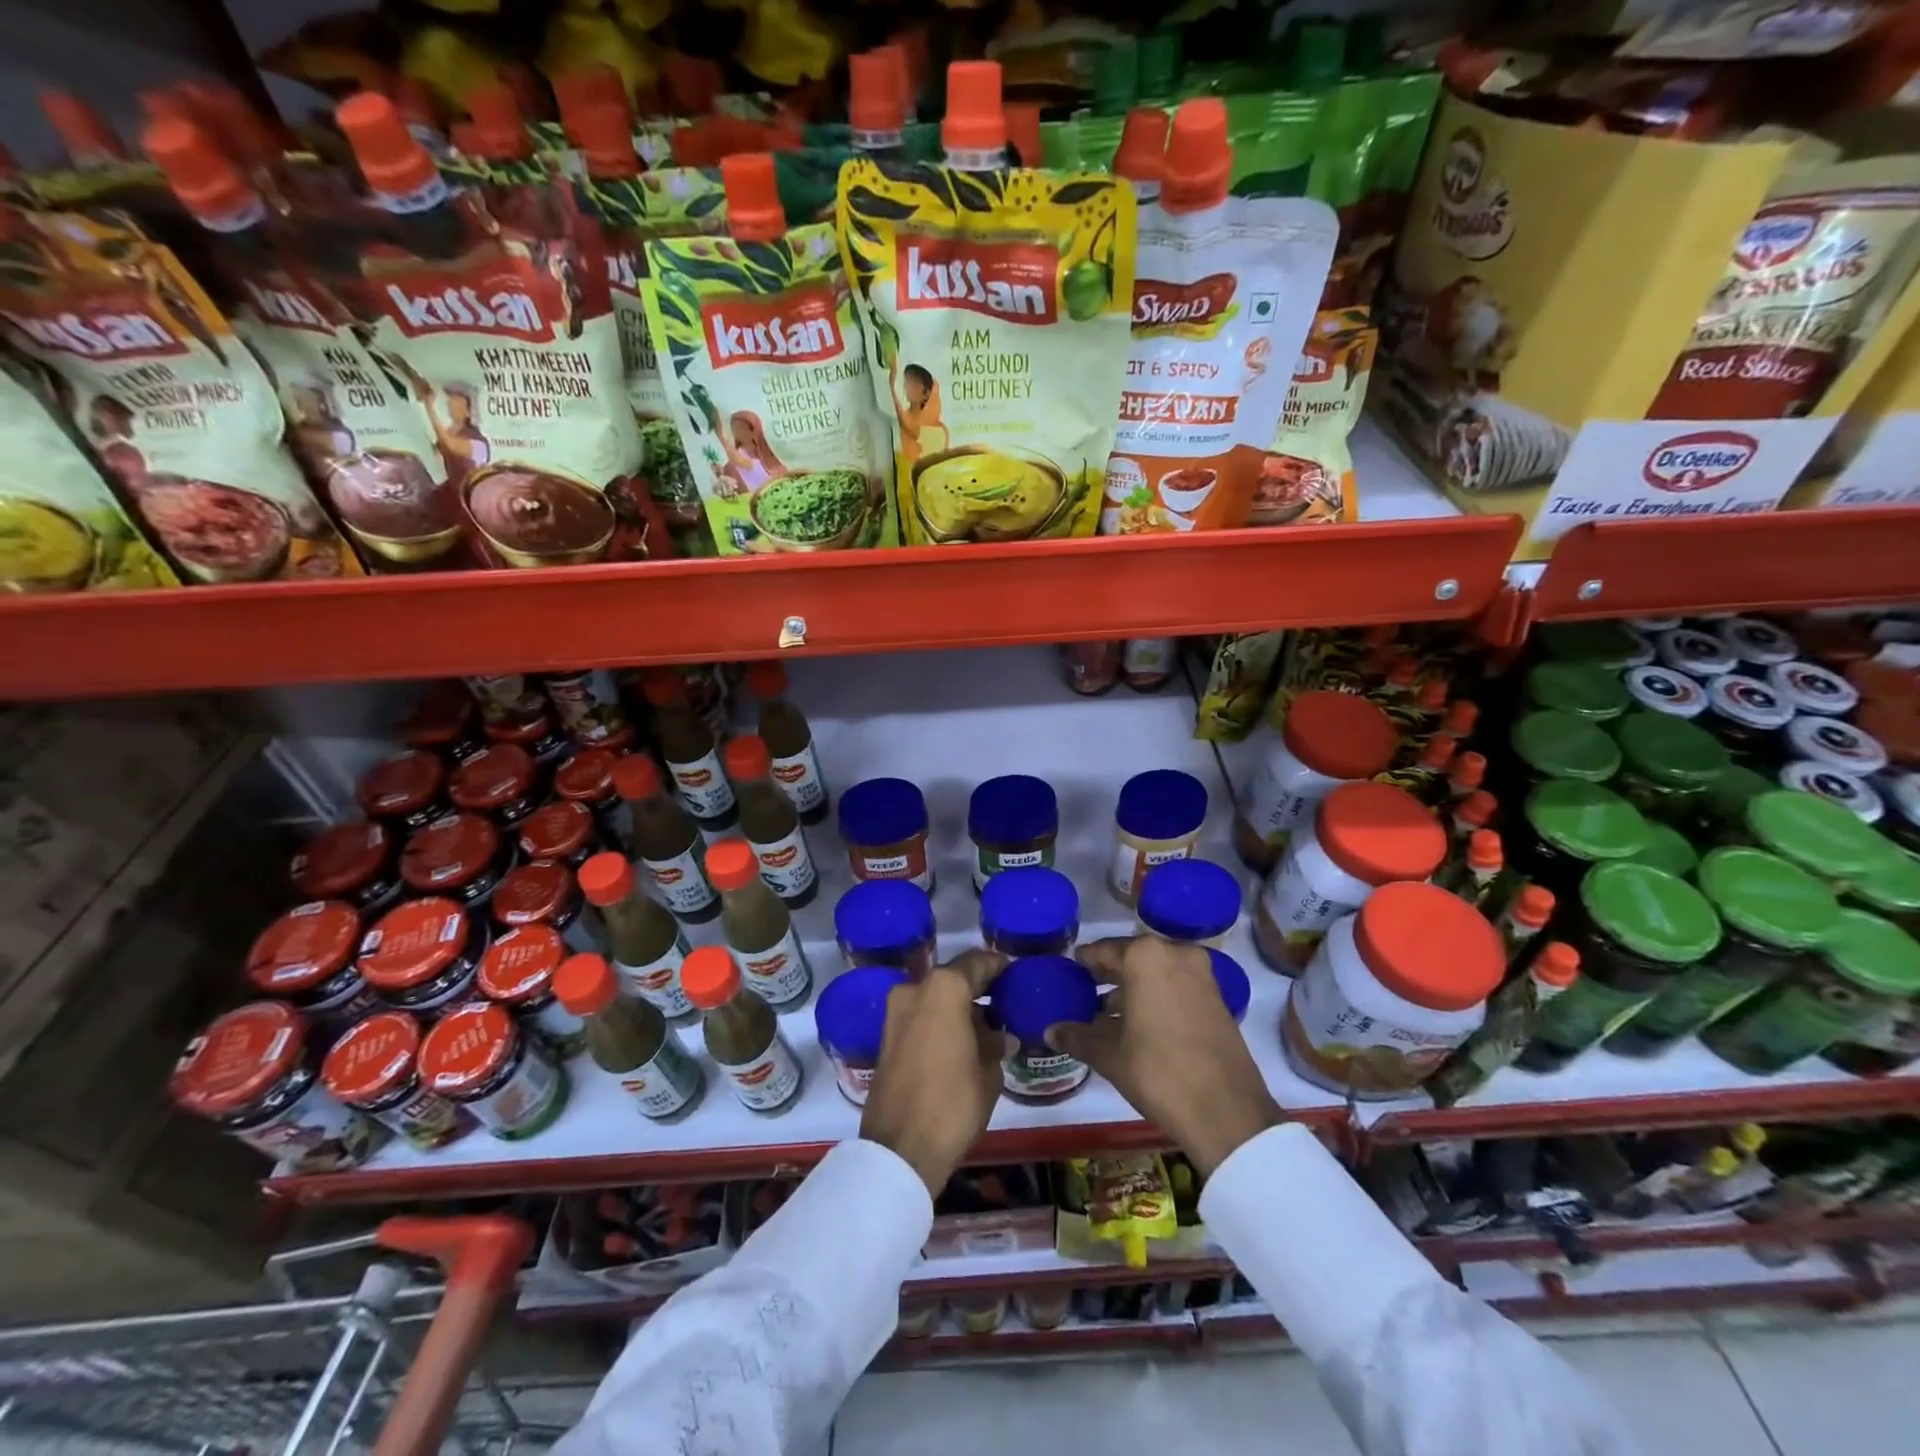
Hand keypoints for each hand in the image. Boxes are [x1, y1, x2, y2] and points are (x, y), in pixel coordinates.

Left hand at [860, 950, 1008, 1194]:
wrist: (900, 1149)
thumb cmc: (953, 1103)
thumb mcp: (988, 1073)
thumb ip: (995, 1045)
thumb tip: (1000, 1037)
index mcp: (943, 989)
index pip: (977, 963)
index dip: (998, 966)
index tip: (1014, 972)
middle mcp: (914, 990)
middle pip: (953, 979)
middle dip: (977, 989)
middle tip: (1004, 1002)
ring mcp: (895, 1012)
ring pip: (934, 998)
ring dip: (957, 1008)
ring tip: (987, 1027)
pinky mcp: (885, 1037)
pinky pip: (920, 1017)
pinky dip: (940, 1022)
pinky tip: (962, 1041)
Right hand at [1051, 937, 1281, 1175]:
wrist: (1227, 1112)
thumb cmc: (1159, 1072)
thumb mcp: (1110, 1055)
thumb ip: (1077, 1036)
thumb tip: (1050, 1031)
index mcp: (1146, 957)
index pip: (1104, 950)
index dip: (1085, 961)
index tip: (1071, 968)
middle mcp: (1176, 954)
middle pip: (1133, 958)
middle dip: (1110, 974)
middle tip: (1085, 988)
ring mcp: (1202, 975)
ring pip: (1157, 972)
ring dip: (1134, 988)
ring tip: (1107, 1012)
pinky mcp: (1218, 998)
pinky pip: (1177, 986)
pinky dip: (1157, 996)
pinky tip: (1138, 1023)